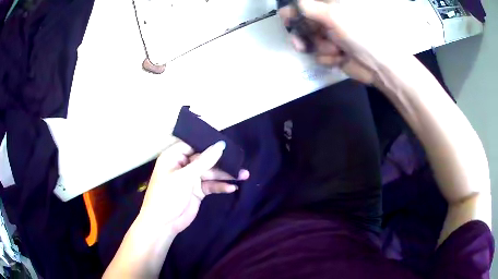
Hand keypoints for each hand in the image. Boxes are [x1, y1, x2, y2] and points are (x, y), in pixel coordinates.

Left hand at [138, 140, 248, 233]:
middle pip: (205, 159)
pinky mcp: (198, 191)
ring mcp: (191, 179)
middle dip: (222, 162)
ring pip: (211, 173)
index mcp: (174, 156)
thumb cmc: (168, 195)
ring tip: (244, 175)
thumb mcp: (184, 177)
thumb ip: (204, 161)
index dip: (210, 143)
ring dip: (226, 175)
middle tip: (240, 162)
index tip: (228, 143)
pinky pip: (211, 185)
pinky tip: (232, 188)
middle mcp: (183, 165)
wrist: (163, 224)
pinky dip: (221, 186)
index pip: (194, 144)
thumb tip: (221, 145)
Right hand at [279, 0, 397, 83]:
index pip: (309, 3)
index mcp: (336, 4)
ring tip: (334, 50)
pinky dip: (327, 57)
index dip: (296, 10)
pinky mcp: (337, 51)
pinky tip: (338, 58)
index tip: (286, 17)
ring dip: (319, 46)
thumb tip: (290, 7)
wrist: (381, 67)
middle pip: (307, 20)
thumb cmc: (361, 33)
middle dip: (304, 30)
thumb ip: (308, 7)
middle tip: (301, 40)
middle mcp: (335, 16)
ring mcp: (335, 34)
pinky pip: (320, 53)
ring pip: (311, 38)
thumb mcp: (333, 14)